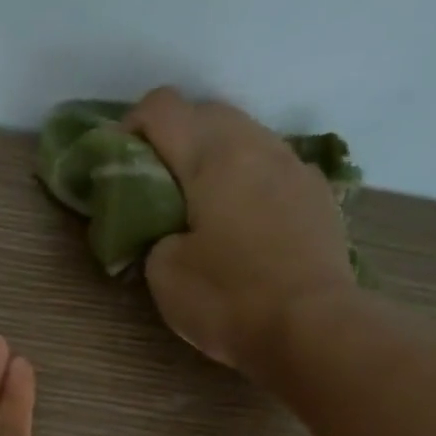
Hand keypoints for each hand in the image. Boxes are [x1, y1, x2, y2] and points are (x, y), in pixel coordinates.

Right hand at [124, 86, 357, 379]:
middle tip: (156, 185)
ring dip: (215, 158)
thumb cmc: (228, 298)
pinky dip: (248, 181)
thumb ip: (155, 236)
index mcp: (211, 154)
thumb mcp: (164, 274)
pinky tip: (243, 222)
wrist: (310, 327)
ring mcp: (294, 166)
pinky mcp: (317, 196)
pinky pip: (273, 169)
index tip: (118, 163)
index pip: (161, 108)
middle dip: (175, 138)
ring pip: (245, 137)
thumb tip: (170, 231)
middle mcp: (256, 143)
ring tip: (201, 203)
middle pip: (207, 112)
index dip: (131, 126)